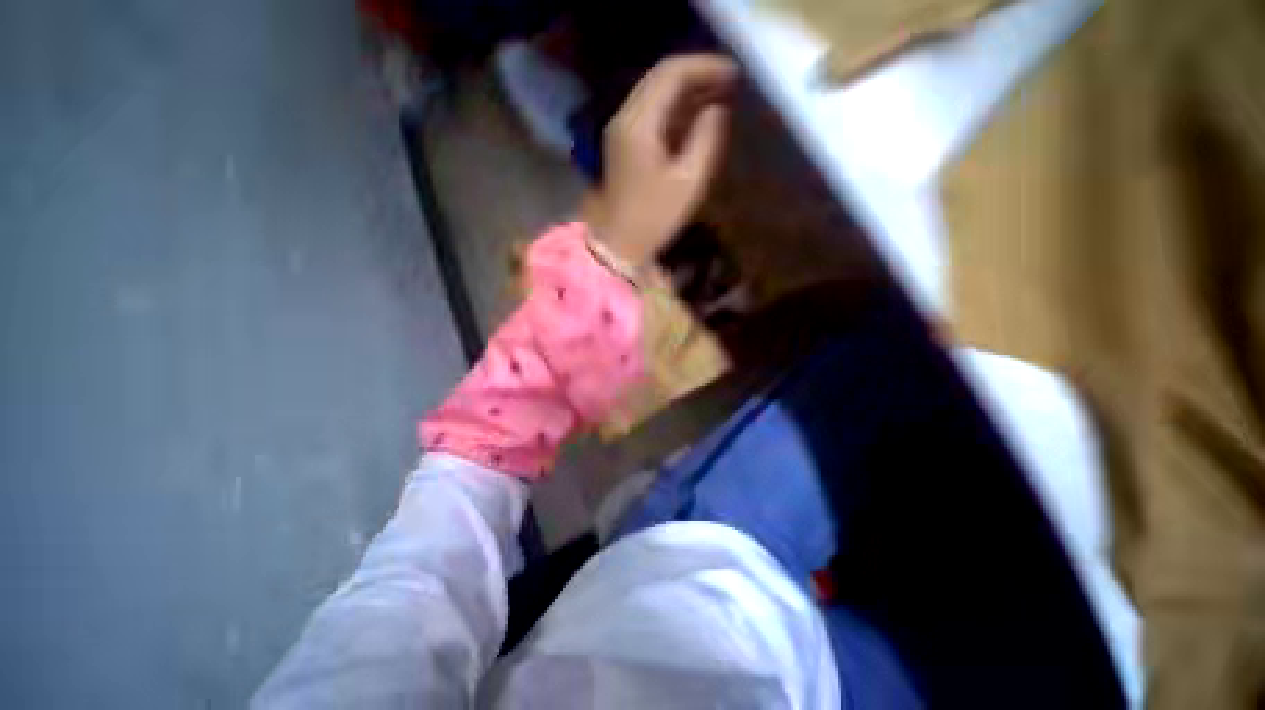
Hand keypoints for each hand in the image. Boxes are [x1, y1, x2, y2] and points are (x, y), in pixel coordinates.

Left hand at [582, 54, 737, 267]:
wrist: (618, 243)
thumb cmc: (654, 218)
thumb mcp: (688, 181)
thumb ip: (706, 139)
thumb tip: (716, 110)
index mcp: (640, 123)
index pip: (671, 73)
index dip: (705, 66)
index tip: (734, 73)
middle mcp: (625, 117)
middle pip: (660, 77)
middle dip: (696, 74)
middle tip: (729, 82)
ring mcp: (620, 131)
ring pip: (654, 94)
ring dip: (685, 91)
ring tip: (718, 96)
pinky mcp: (622, 145)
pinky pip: (649, 113)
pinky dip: (673, 109)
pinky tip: (694, 118)